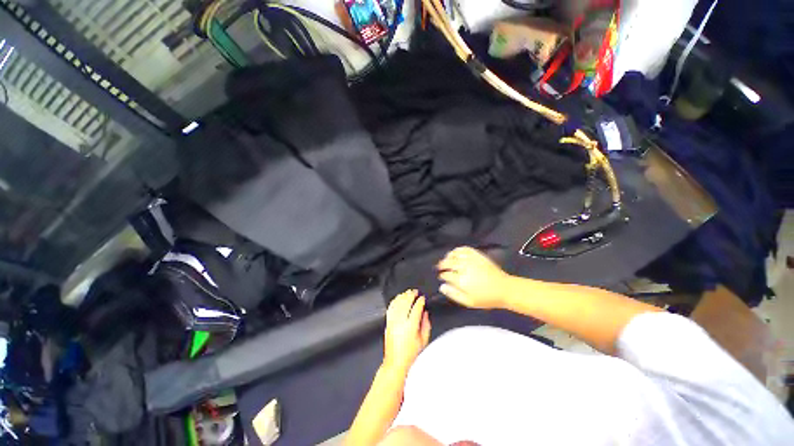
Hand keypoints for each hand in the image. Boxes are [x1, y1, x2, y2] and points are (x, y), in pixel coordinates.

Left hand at [383, 290, 430, 375]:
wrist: (395, 363)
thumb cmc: (410, 355)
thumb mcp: (423, 341)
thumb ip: (426, 325)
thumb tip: (425, 314)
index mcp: (411, 327)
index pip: (416, 308)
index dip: (420, 301)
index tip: (422, 298)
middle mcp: (401, 322)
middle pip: (406, 303)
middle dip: (411, 295)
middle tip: (415, 292)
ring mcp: (393, 322)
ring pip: (397, 304)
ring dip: (403, 296)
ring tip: (407, 293)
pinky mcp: (387, 323)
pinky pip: (390, 308)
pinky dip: (394, 301)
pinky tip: (397, 299)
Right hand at [437, 246, 511, 308]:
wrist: (504, 289)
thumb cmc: (486, 298)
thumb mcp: (469, 302)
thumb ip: (454, 294)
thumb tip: (441, 286)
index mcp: (461, 280)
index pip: (446, 274)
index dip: (442, 275)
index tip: (441, 277)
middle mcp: (464, 268)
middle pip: (447, 262)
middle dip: (442, 265)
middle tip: (440, 267)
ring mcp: (471, 260)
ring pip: (454, 254)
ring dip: (448, 257)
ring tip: (447, 260)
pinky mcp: (477, 255)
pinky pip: (464, 249)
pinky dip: (458, 250)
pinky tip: (456, 253)